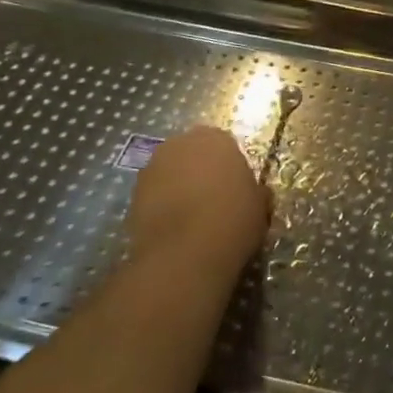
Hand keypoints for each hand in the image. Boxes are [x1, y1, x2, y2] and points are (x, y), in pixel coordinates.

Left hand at [126, 127, 268, 279]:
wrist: (185, 253)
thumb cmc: (232, 220)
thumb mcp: (260, 205)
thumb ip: (255, 191)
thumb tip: (255, 193)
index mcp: (215, 138)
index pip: (223, 144)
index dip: (228, 167)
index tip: (234, 188)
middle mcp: (181, 143)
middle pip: (192, 153)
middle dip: (199, 171)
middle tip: (212, 200)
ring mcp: (152, 167)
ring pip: (170, 172)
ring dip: (178, 187)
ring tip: (190, 218)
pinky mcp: (133, 194)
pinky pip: (154, 195)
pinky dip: (162, 206)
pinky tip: (173, 230)